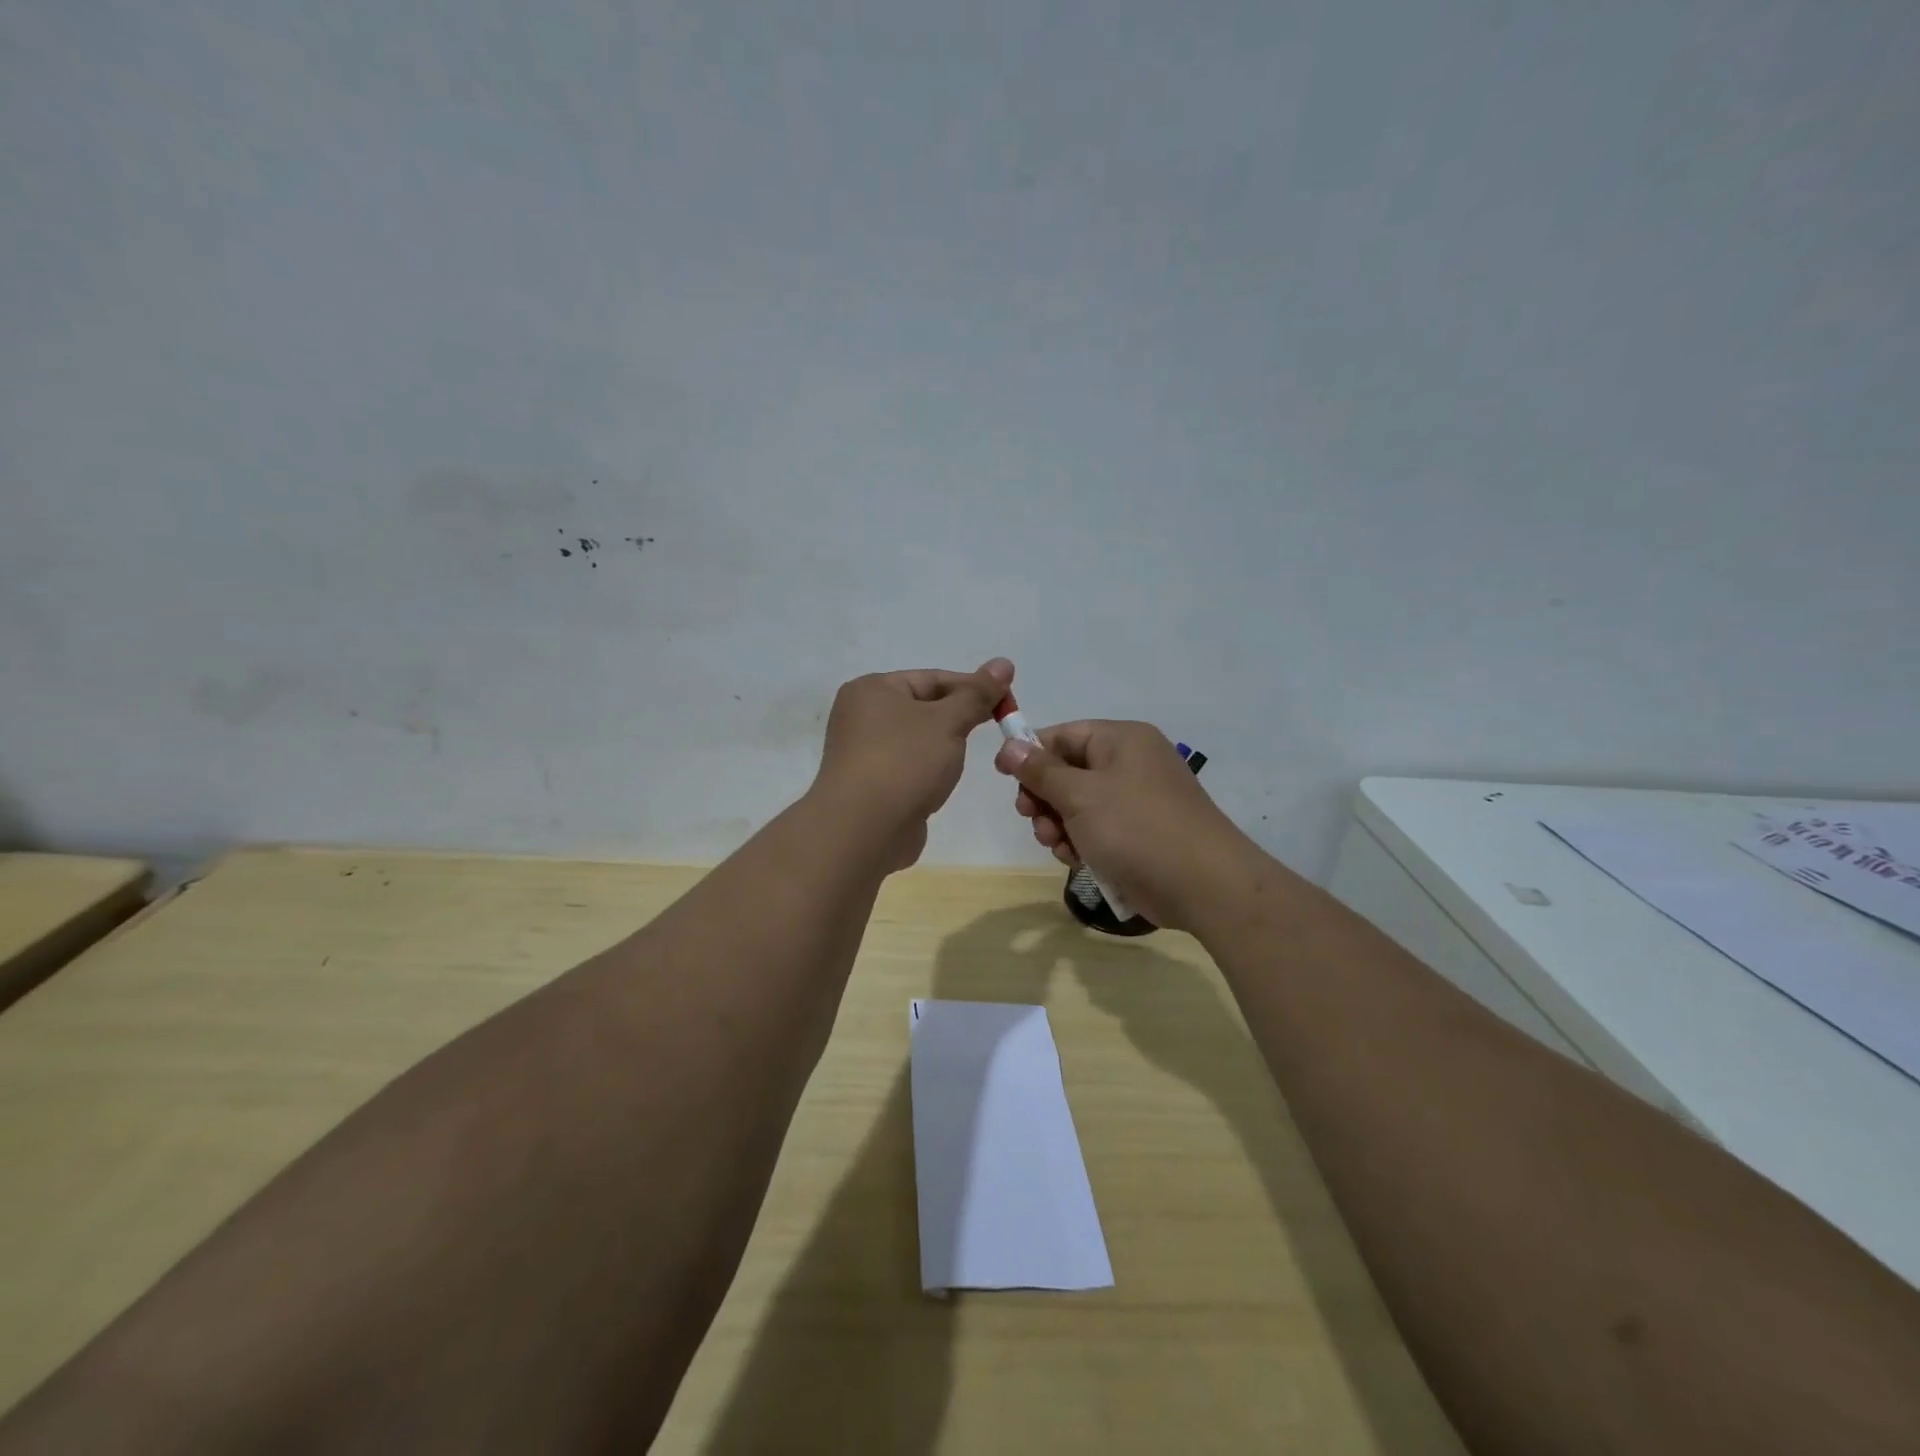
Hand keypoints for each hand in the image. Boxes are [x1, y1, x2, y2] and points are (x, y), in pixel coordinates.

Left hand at [811, 658, 1012, 870]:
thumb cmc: (904, 762)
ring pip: (916, 740)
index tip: (1007, 703)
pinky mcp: (870, 785)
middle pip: (923, 707)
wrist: (864, 830)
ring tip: (966, 759)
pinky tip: (943, 783)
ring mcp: (862, 753)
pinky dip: (928, 771)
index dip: (972, 688)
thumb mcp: (948, 721)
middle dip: (958, 718)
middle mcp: (861, 716)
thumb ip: (977, 694)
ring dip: (943, 746)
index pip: (932, 678)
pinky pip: (907, 767)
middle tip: (996, 729)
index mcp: (872, 689)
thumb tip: (1004, 663)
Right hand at [994, 718, 1259, 929]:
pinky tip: (1076, 860)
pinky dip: (1080, 842)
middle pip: (1067, 771)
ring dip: (1058, 825)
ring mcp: (1136, 801)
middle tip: (1032, 819)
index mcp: (1121, 740)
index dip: (1030, 753)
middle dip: (1044, 798)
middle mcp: (1129, 764)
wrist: (1203, 885)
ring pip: (1077, 805)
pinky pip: (1096, 830)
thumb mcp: (1080, 795)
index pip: (1063, 734)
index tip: (1004, 778)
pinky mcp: (1138, 834)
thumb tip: (1009, 745)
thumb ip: (1040, 770)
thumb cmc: (1137, 828)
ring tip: (1057, 845)